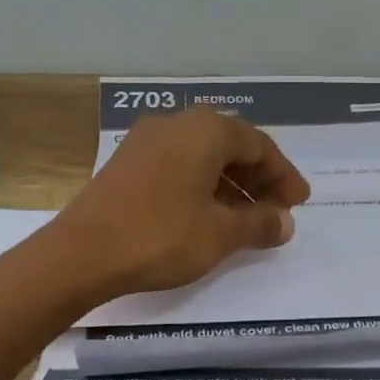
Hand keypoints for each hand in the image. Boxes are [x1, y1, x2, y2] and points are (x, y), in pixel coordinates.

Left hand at [56, 108, 311, 298]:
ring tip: (246, 219)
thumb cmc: (161, 236)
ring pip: (202, 157)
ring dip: (230, 184)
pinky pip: (178, 167)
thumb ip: (259, 223)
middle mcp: (176, 125)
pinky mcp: (126, 165)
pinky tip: (208, 217)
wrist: (80, 254)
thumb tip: (284, 223)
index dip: (283, 175)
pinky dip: (202, 187)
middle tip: (276, 210)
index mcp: (204, 130)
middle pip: (230, 145)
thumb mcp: (221, 233)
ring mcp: (145, 142)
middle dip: (258, 178)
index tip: (299, 203)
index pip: (259, 145)